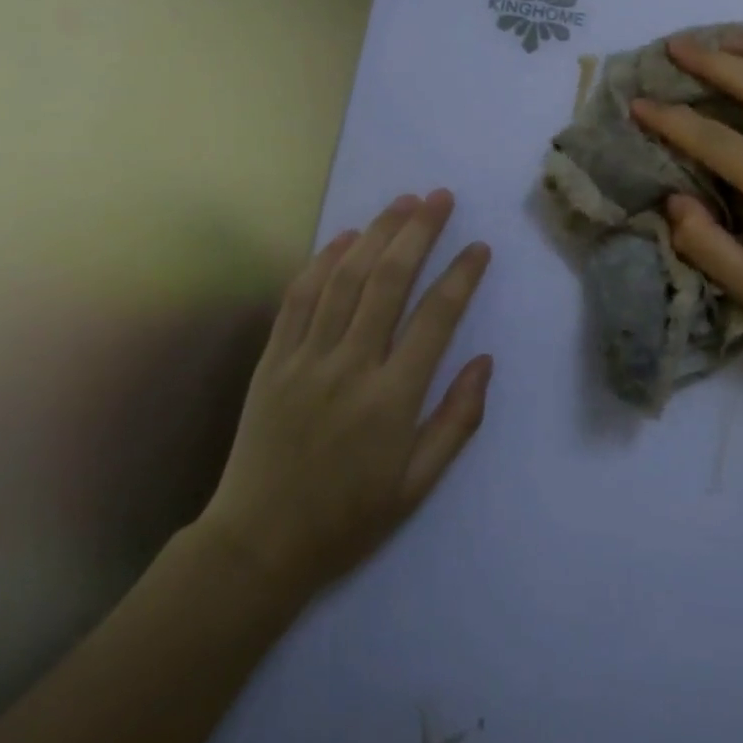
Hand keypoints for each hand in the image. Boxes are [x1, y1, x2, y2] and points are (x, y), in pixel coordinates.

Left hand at [196, 191, 492, 597]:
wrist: (257, 545)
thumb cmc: (348, 518)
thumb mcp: (417, 485)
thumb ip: (457, 420)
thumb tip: (484, 361)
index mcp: (391, 400)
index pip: (435, 319)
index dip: (461, 276)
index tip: (479, 247)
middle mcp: (350, 367)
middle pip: (388, 281)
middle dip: (418, 232)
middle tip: (440, 197)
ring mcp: (306, 358)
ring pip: (345, 279)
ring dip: (376, 233)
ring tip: (403, 202)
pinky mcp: (273, 359)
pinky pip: (299, 297)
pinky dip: (323, 261)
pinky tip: (345, 237)